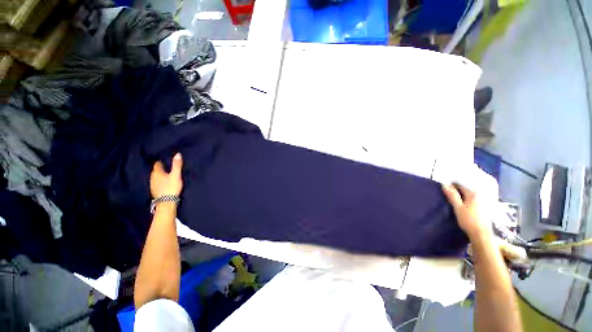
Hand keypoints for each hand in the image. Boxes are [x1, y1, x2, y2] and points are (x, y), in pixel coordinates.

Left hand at [150, 153, 182, 197]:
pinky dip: (160, 181)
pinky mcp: (155, 191)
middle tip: (166, 166)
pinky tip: (164, 183)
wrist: (166, 202)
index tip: (164, 159)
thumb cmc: (171, 186)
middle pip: (155, 170)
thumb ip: (177, 165)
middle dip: (160, 168)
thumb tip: (178, 154)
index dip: (160, 161)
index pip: (157, 164)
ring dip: (160, 175)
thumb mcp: (176, 175)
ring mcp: (152, 185)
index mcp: (157, 172)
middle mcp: (152, 177)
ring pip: (155, 177)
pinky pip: (156, 183)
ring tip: (166, 174)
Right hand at [442, 183, 490, 240]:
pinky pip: (474, 199)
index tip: (444, 187)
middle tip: (448, 193)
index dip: (452, 185)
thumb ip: (452, 195)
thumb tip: (444, 184)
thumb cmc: (468, 220)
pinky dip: (468, 198)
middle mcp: (480, 195)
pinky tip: (465, 203)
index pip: (460, 185)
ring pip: (470, 194)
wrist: (481, 234)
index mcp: (473, 194)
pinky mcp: (485, 207)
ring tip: (455, 197)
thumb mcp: (458, 207)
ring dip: (463, 194)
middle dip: (457, 189)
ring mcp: (484, 201)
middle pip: (466, 189)